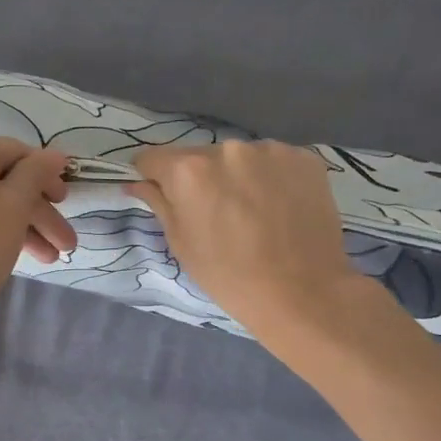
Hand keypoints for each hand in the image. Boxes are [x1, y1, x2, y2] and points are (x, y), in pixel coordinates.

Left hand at [0, 136, 73, 332]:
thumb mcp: (14, 207)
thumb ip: (36, 174)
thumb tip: (54, 155)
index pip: (17, 154)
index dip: (47, 177)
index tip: (67, 204)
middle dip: (36, 214)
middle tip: (63, 244)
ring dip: (16, 228)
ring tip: (44, 259)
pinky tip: (0, 257)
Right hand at [128, 141, 359, 341]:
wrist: (301, 291)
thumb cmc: (228, 275)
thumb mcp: (182, 243)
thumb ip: (158, 203)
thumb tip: (136, 182)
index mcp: (189, 170)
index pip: (154, 157)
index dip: (152, 175)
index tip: (161, 193)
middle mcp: (228, 148)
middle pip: (200, 157)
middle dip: (200, 178)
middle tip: (215, 213)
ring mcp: (270, 150)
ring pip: (239, 158)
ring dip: (238, 176)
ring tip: (253, 212)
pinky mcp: (303, 157)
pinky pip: (274, 162)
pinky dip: (270, 178)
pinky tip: (280, 207)